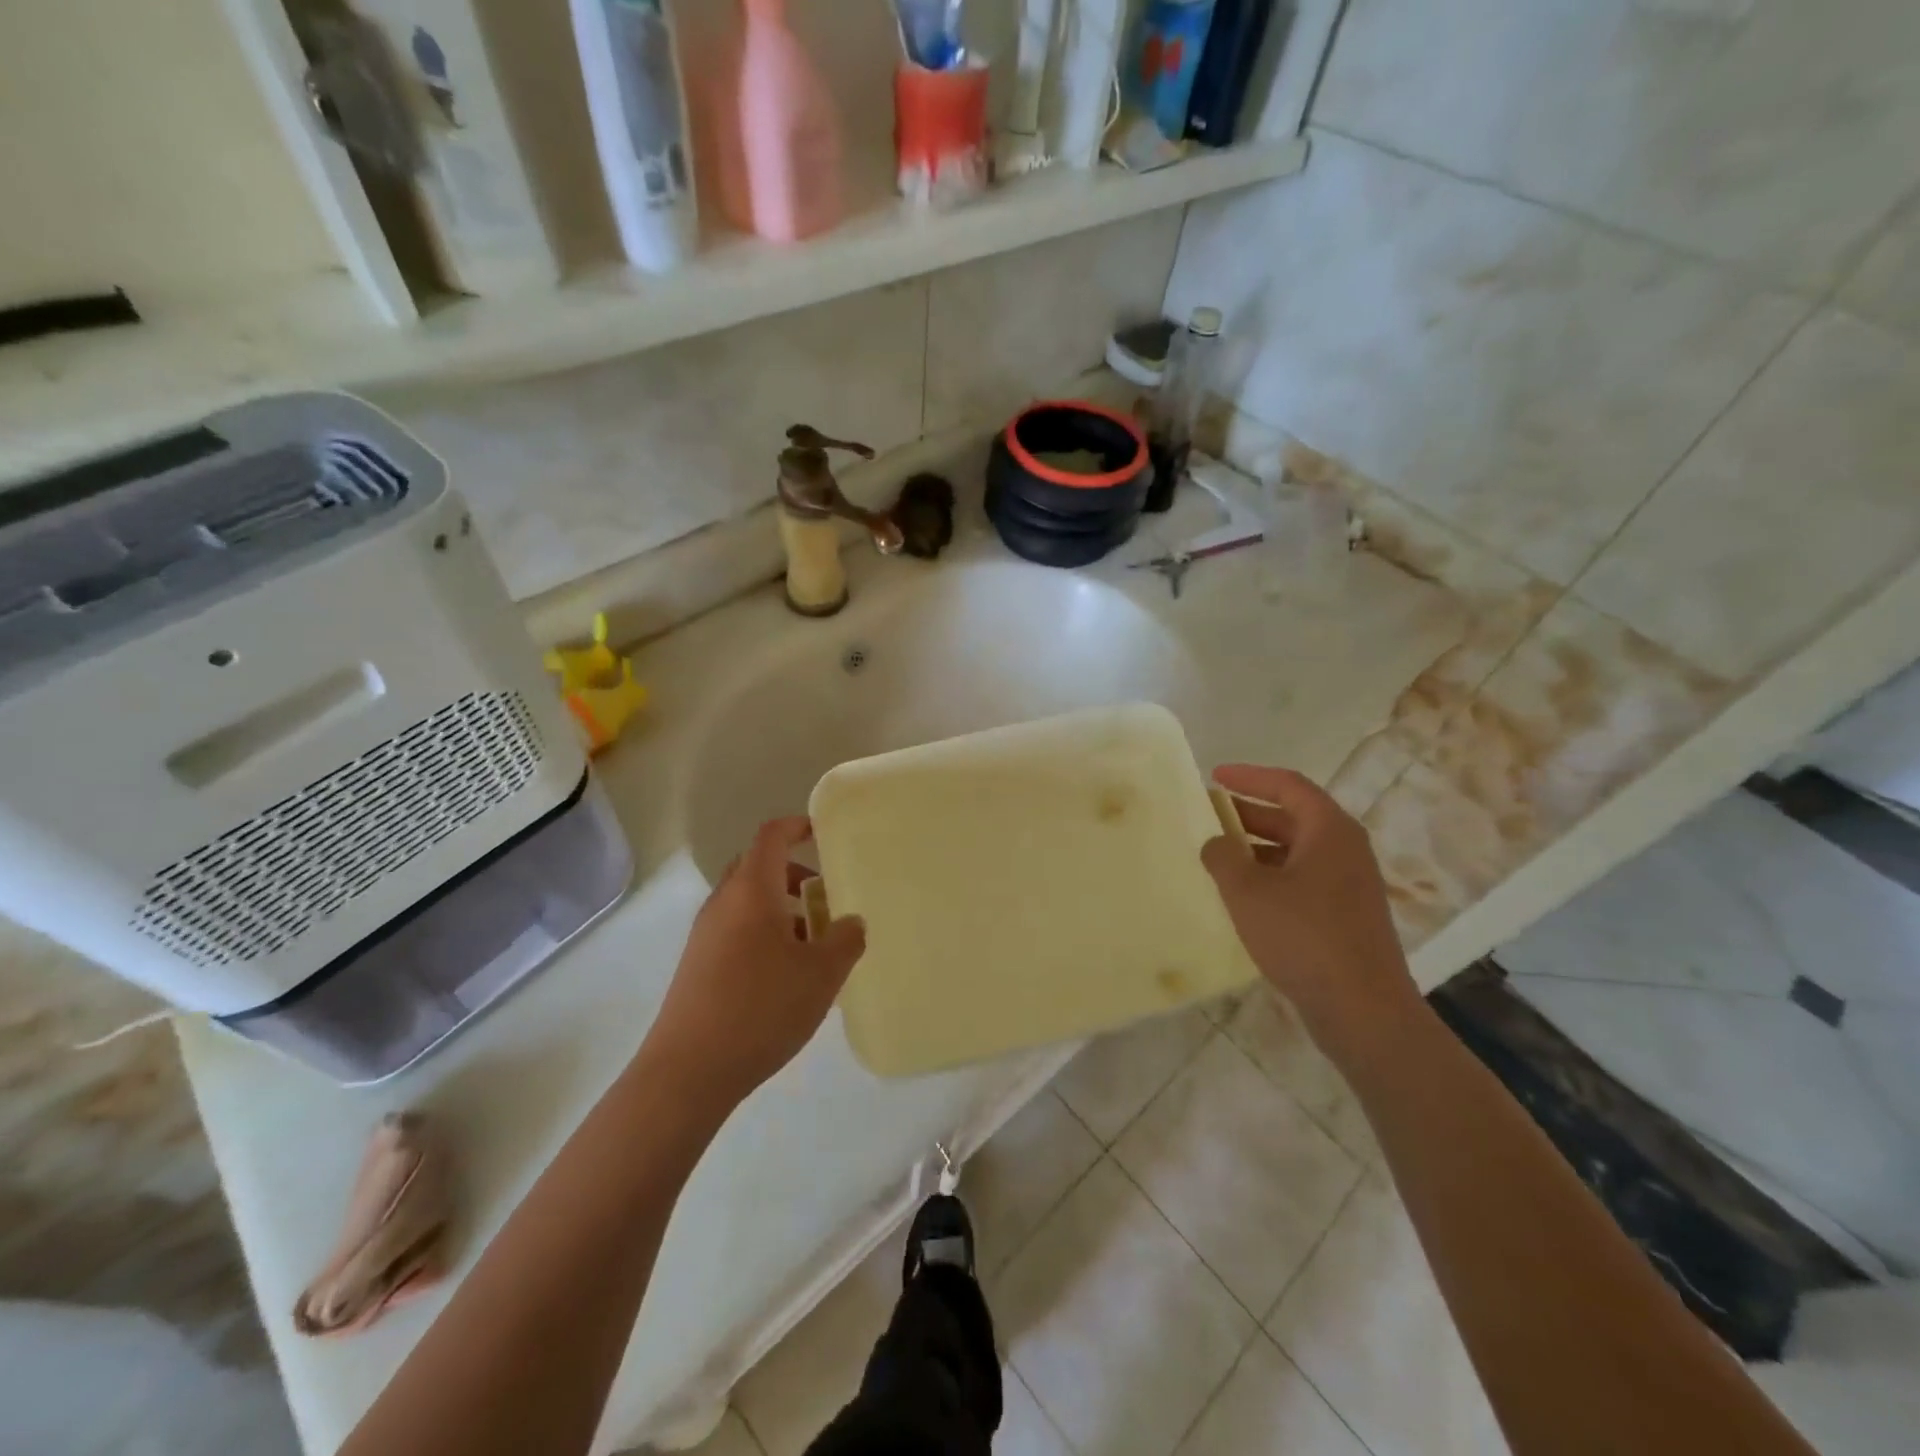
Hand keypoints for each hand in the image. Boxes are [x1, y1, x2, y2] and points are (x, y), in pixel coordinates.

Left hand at [639, 817, 866, 1116]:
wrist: (688, 1071)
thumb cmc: (761, 1008)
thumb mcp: (821, 974)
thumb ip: (845, 940)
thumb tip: (851, 922)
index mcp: (752, 891)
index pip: (771, 836)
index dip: (796, 826)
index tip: (821, 832)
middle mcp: (723, 903)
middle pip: (757, 867)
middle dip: (791, 873)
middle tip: (823, 896)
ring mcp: (705, 935)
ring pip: (746, 902)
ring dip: (780, 908)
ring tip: (812, 943)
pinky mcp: (697, 965)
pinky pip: (735, 930)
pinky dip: (763, 933)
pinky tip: (785, 974)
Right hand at [1201, 765, 1423, 1064]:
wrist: (1362, 1009)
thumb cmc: (1303, 936)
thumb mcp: (1248, 891)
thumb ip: (1223, 858)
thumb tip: (1216, 843)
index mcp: (1329, 831)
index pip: (1288, 785)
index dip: (1249, 777)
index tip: (1215, 775)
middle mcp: (1346, 849)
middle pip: (1294, 816)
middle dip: (1250, 812)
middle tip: (1210, 814)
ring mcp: (1350, 884)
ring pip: (1298, 850)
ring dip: (1258, 846)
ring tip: (1219, 854)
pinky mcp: (1346, 914)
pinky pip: (1304, 878)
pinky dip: (1272, 874)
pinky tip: (1244, 895)